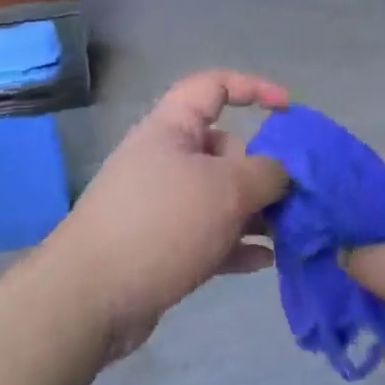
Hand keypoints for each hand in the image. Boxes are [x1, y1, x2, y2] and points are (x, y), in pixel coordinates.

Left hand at [46, 70, 289, 355]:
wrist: (90, 298)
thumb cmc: (162, 223)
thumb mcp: (226, 189)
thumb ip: (267, 173)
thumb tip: (283, 174)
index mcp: (172, 128)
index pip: (213, 87)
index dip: (254, 88)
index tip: (288, 110)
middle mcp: (166, 160)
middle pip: (226, 150)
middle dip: (263, 170)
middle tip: (293, 197)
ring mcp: (163, 205)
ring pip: (221, 197)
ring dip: (256, 212)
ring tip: (289, 233)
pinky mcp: (163, 246)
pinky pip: (210, 236)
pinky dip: (237, 244)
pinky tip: (266, 261)